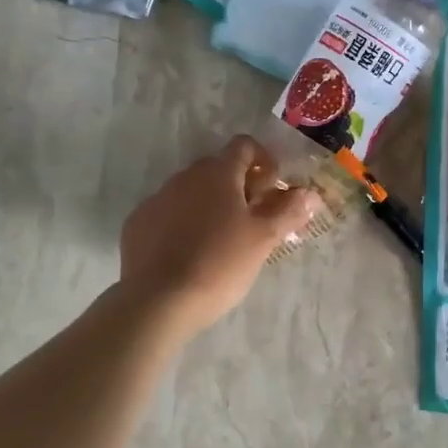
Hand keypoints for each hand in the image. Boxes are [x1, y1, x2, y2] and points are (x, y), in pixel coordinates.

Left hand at [116, 135, 318, 335]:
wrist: (159, 300)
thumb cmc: (220, 264)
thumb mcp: (263, 239)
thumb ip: (289, 211)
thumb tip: (309, 193)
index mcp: (217, 174)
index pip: (244, 146)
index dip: (264, 161)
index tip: (272, 190)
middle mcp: (184, 177)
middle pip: (217, 169)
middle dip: (238, 187)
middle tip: (252, 220)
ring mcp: (157, 199)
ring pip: (191, 192)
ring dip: (209, 205)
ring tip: (220, 241)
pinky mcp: (137, 224)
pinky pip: (167, 214)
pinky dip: (182, 224)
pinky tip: (189, 254)